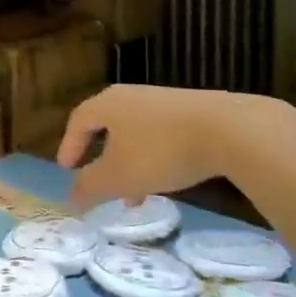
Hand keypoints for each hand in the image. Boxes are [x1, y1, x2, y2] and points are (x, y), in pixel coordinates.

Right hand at [56, 86, 275, 209]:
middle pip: (108, 125)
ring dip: (129, 163)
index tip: (66, 168)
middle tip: (97, 181)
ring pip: (136, 134)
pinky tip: (167, 180)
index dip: (69, 145)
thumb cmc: (160, 151)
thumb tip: (69, 200)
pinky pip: (160, 135)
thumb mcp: (119, 176)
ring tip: (135, 196)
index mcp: (108, 104)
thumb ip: (90, 188)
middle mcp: (132, 96)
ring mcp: (164, 102)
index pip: (79, 120)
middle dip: (101, 157)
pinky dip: (154, 157)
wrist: (228, 129)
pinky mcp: (192, 111)